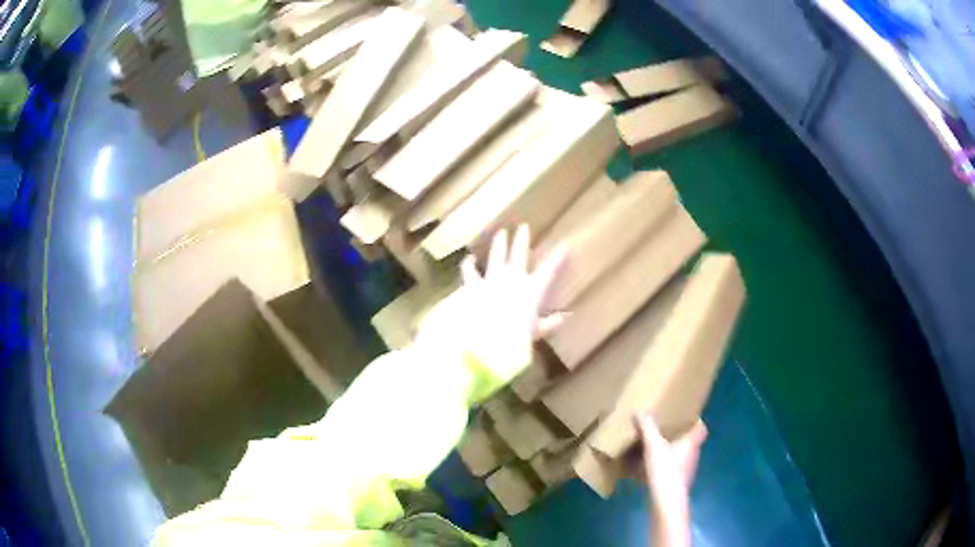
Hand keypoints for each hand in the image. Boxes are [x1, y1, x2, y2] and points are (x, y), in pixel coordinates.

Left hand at [416, 225, 566, 386]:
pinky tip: (468, 259)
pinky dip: (468, 266)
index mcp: (532, 289)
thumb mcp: (536, 333)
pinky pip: (470, 272)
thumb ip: (549, 323)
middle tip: (523, 227)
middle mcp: (513, 278)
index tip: (566, 245)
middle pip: (519, 254)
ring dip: (499, 244)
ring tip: (501, 232)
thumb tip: (565, 318)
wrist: (486, 337)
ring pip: (497, 256)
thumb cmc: (516, 337)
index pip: (549, 270)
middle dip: (522, 240)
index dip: (558, 257)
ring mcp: (493, 278)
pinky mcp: (474, 285)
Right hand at [635, 413, 706, 546]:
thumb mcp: (653, 446)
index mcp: (691, 443)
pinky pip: (673, 470)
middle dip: (680, 436)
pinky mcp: (678, 483)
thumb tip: (639, 410)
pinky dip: (665, 467)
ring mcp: (686, 471)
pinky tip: (650, 469)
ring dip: (672, 452)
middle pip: (691, 442)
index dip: (695, 422)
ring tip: (656, 448)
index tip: (686, 417)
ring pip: (681, 456)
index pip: (701, 428)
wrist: (667, 501)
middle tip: (666, 430)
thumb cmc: (665, 470)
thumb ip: (647, 428)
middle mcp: (692, 455)